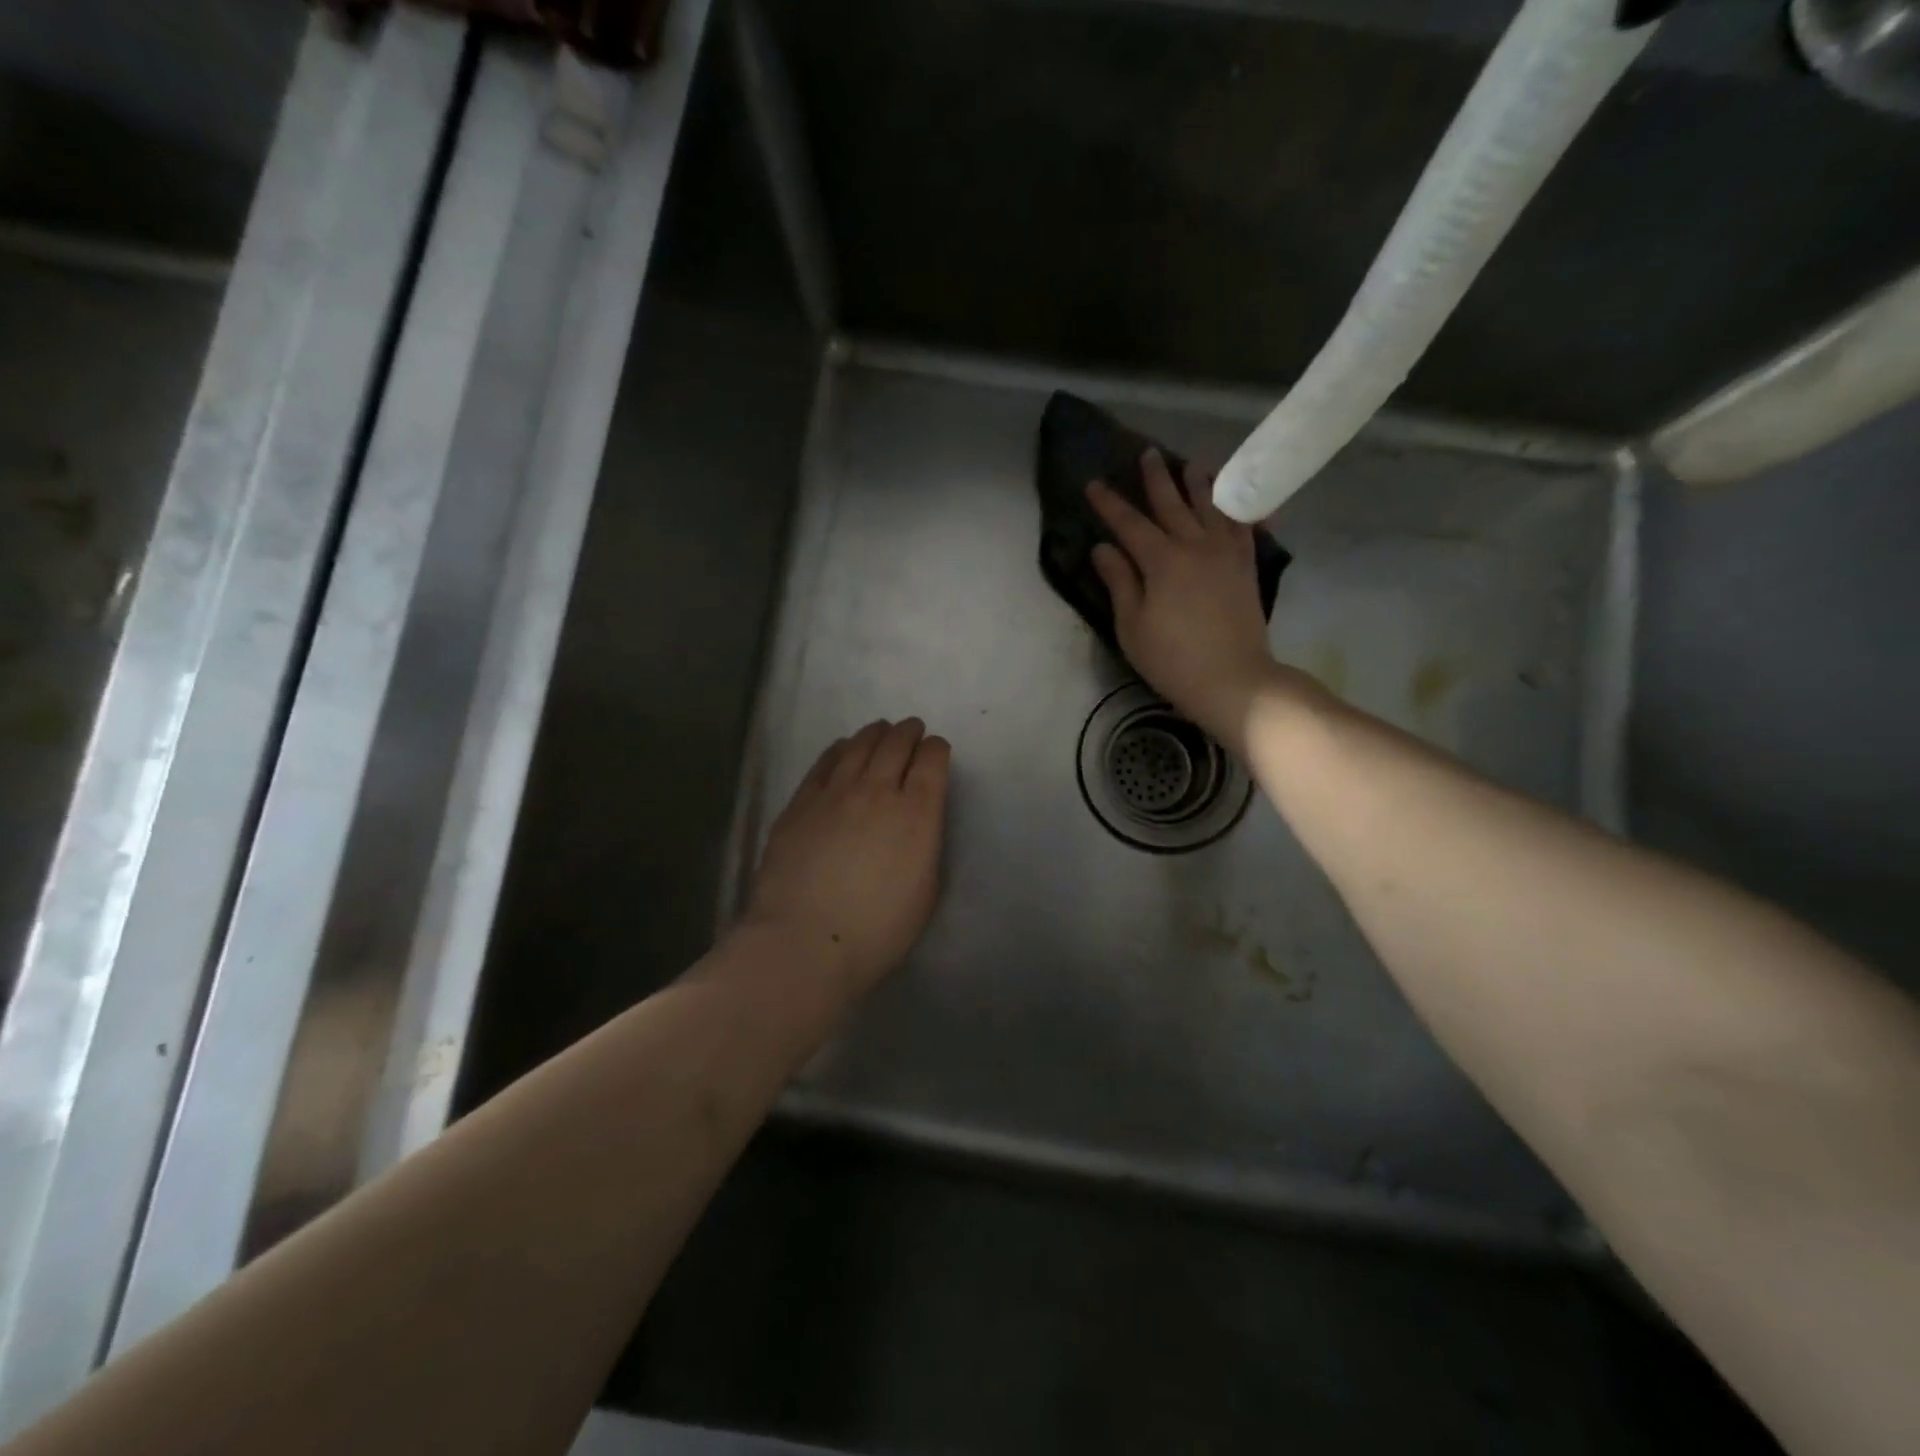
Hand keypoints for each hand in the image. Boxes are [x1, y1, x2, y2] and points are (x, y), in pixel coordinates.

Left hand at [743, 719, 950, 995]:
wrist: (806, 941)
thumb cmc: (877, 930)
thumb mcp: (925, 891)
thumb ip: (925, 846)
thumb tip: (917, 825)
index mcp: (918, 812)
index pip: (932, 759)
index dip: (937, 749)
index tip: (936, 751)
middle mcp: (878, 790)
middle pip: (896, 743)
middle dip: (908, 732)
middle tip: (911, 731)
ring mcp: (835, 792)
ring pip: (859, 745)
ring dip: (875, 733)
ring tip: (880, 731)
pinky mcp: (801, 801)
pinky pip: (824, 762)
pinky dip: (840, 749)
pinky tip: (842, 749)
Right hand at [1087, 450, 1278, 751]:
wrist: (1234, 680)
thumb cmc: (1173, 659)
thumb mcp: (1133, 626)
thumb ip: (1120, 582)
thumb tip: (1103, 548)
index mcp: (1161, 561)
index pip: (1129, 524)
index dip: (1109, 504)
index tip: (1093, 483)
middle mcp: (1195, 546)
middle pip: (1172, 504)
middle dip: (1156, 478)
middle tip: (1147, 453)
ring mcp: (1226, 553)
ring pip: (1211, 507)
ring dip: (1199, 483)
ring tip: (1192, 463)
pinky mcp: (1247, 566)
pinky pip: (1244, 526)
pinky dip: (1239, 508)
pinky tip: (1236, 499)